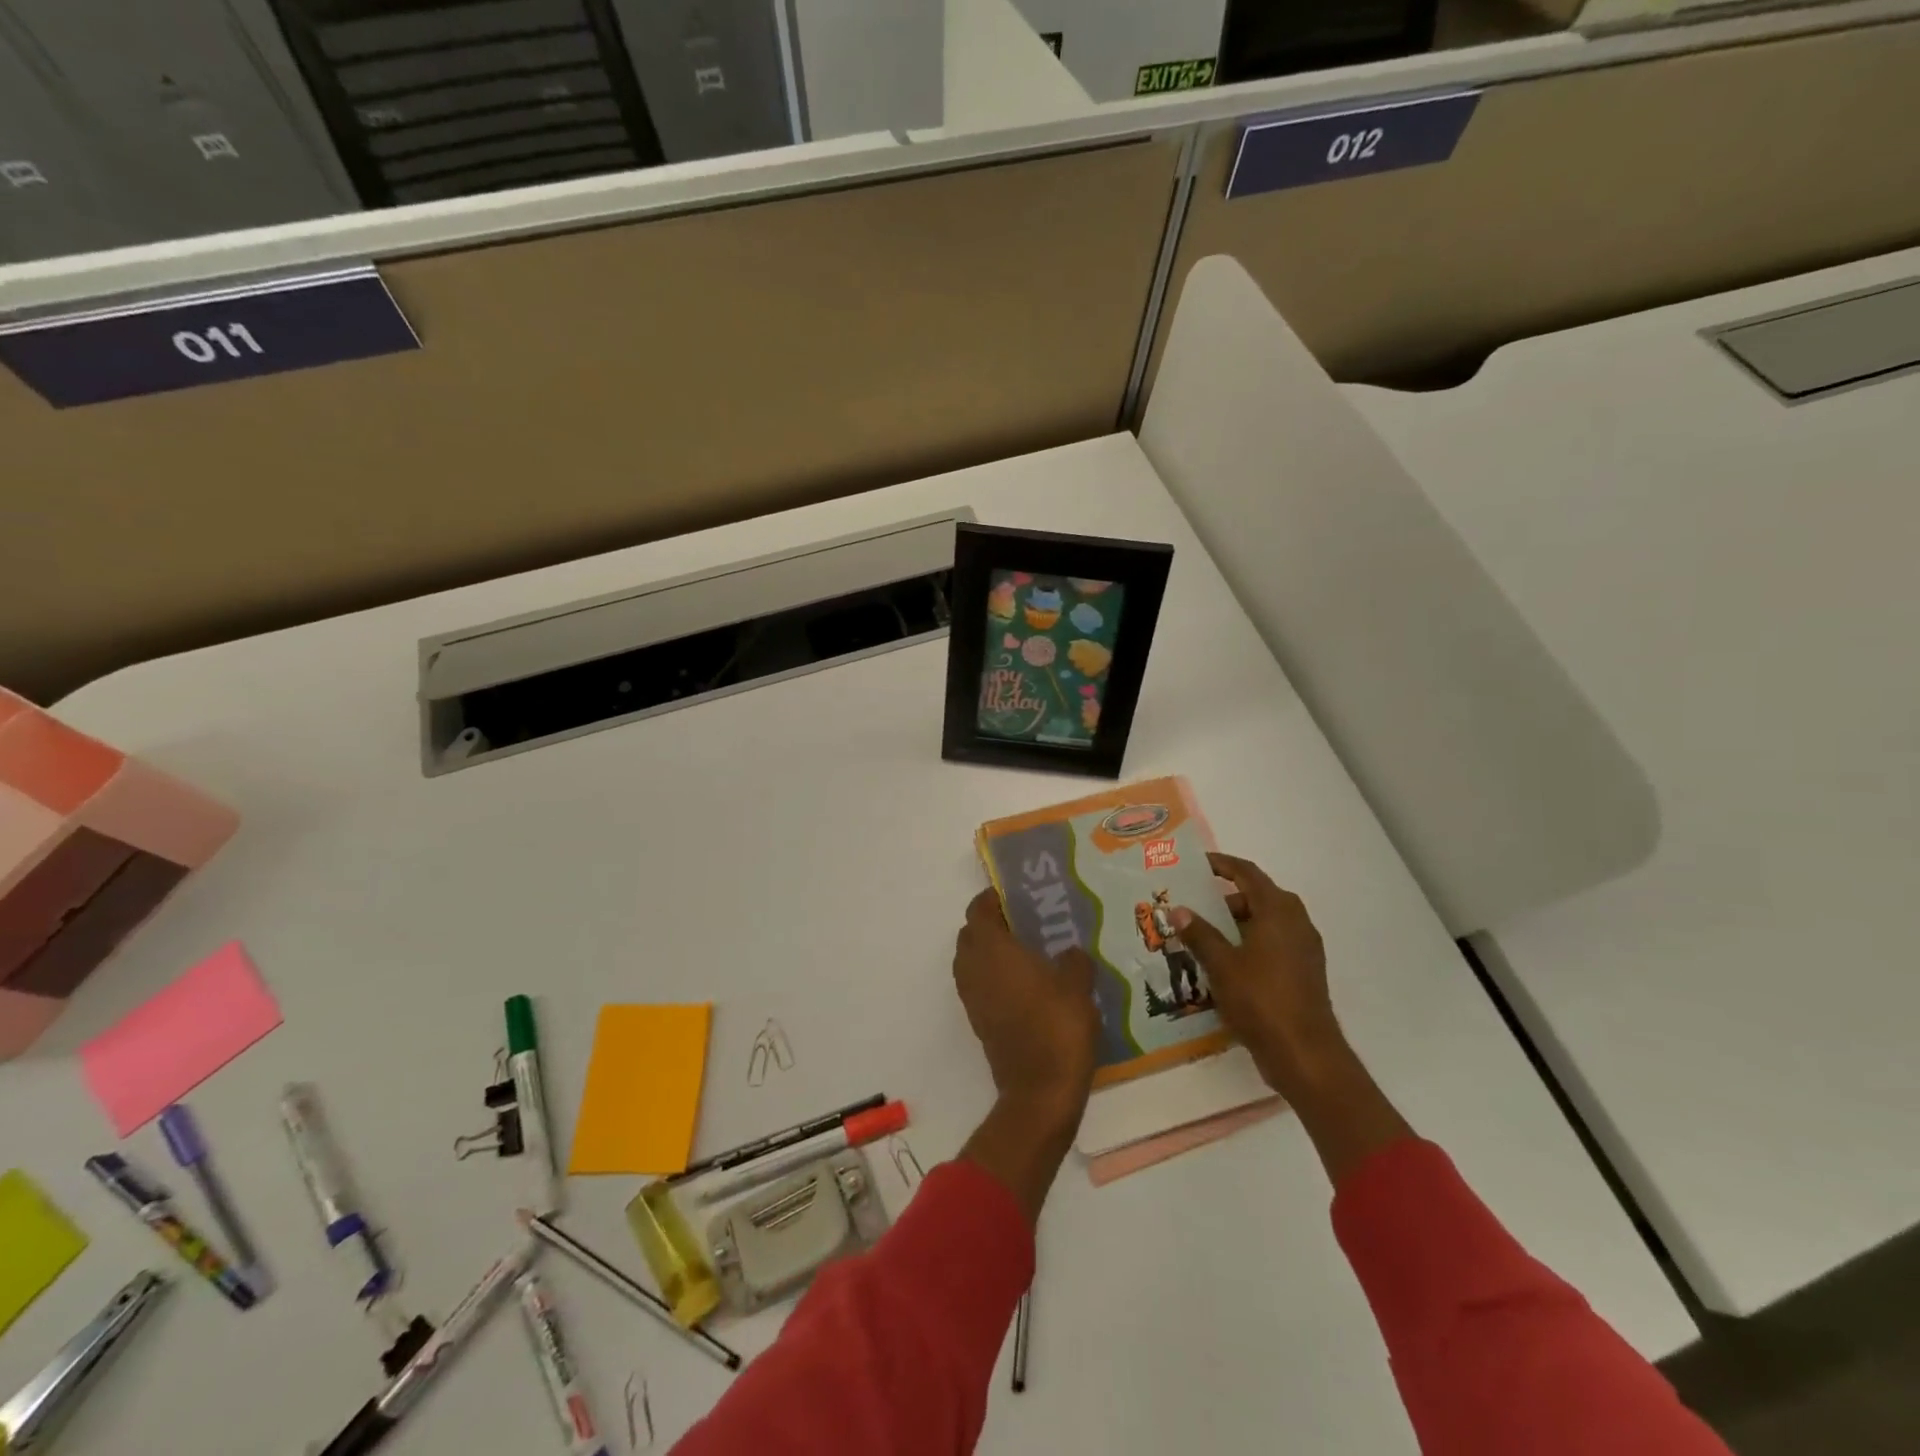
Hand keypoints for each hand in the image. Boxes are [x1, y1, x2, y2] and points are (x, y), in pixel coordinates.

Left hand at [953, 888, 1100, 1129]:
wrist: (1039, 1091)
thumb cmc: (1057, 1027)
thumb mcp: (1077, 986)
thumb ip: (1073, 960)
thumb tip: (1069, 953)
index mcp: (992, 949)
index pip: (978, 910)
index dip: (992, 899)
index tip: (1015, 897)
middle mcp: (973, 968)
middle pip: (970, 934)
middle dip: (990, 924)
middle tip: (1024, 923)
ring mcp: (971, 997)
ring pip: (971, 961)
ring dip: (990, 952)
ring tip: (1027, 953)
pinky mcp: (978, 1021)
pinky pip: (978, 985)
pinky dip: (993, 977)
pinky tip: (1026, 985)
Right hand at [1170, 854, 1347, 1100]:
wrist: (1305, 1054)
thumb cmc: (1261, 1000)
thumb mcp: (1221, 964)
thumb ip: (1199, 934)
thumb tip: (1178, 910)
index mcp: (1278, 911)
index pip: (1247, 873)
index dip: (1222, 865)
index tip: (1196, 864)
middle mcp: (1296, 922)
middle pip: (1257, 897)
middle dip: (1224, 898)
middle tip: (1192, 905)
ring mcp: (1304, 948)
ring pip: (1265, 922)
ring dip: (1236, 923)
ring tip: (1202, 935)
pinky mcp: (1304, 971)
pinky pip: (1272, 944)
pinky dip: (1249, 943)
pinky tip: (1224, 963)